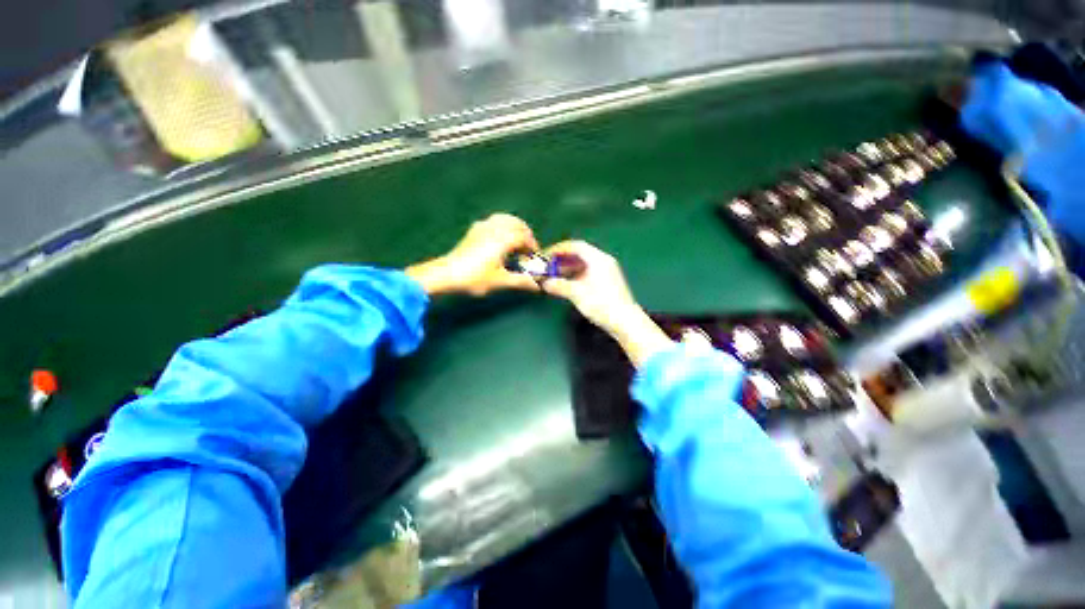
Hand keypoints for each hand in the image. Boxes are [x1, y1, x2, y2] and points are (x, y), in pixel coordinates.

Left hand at [406, 214, 540, 295]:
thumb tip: (537, 286)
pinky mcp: (474, 230)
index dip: (532, 247)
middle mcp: (495, 228)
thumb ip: (521, 281)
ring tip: (516, 241)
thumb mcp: (500, 281)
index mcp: (504, 239)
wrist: (446, 274)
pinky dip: (503, 225)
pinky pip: (494, 220)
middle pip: (517, 224)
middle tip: (527, 249)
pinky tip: (500, 238)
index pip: (525, 238)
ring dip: (515, 227)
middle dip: (526, 235)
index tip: (534, 257)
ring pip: (505, 219)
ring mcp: (483, 226)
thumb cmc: (475, 278)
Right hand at [543, 241, 672, 366]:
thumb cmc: (601, 304)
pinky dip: (576, 275)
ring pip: (584, 264)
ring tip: (555, 276)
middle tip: (548, 267)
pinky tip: (568, 284)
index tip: (546, 255)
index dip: (559, 249)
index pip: (576, 246)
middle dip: (563, 259)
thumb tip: (544, 283)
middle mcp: (604, 261)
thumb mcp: (577, 294)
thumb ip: (559, 286)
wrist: (625, 321)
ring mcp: (607, 271)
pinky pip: (588, 272)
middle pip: (580, 254)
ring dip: (569, 268)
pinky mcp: (608, 282)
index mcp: (598, 259)